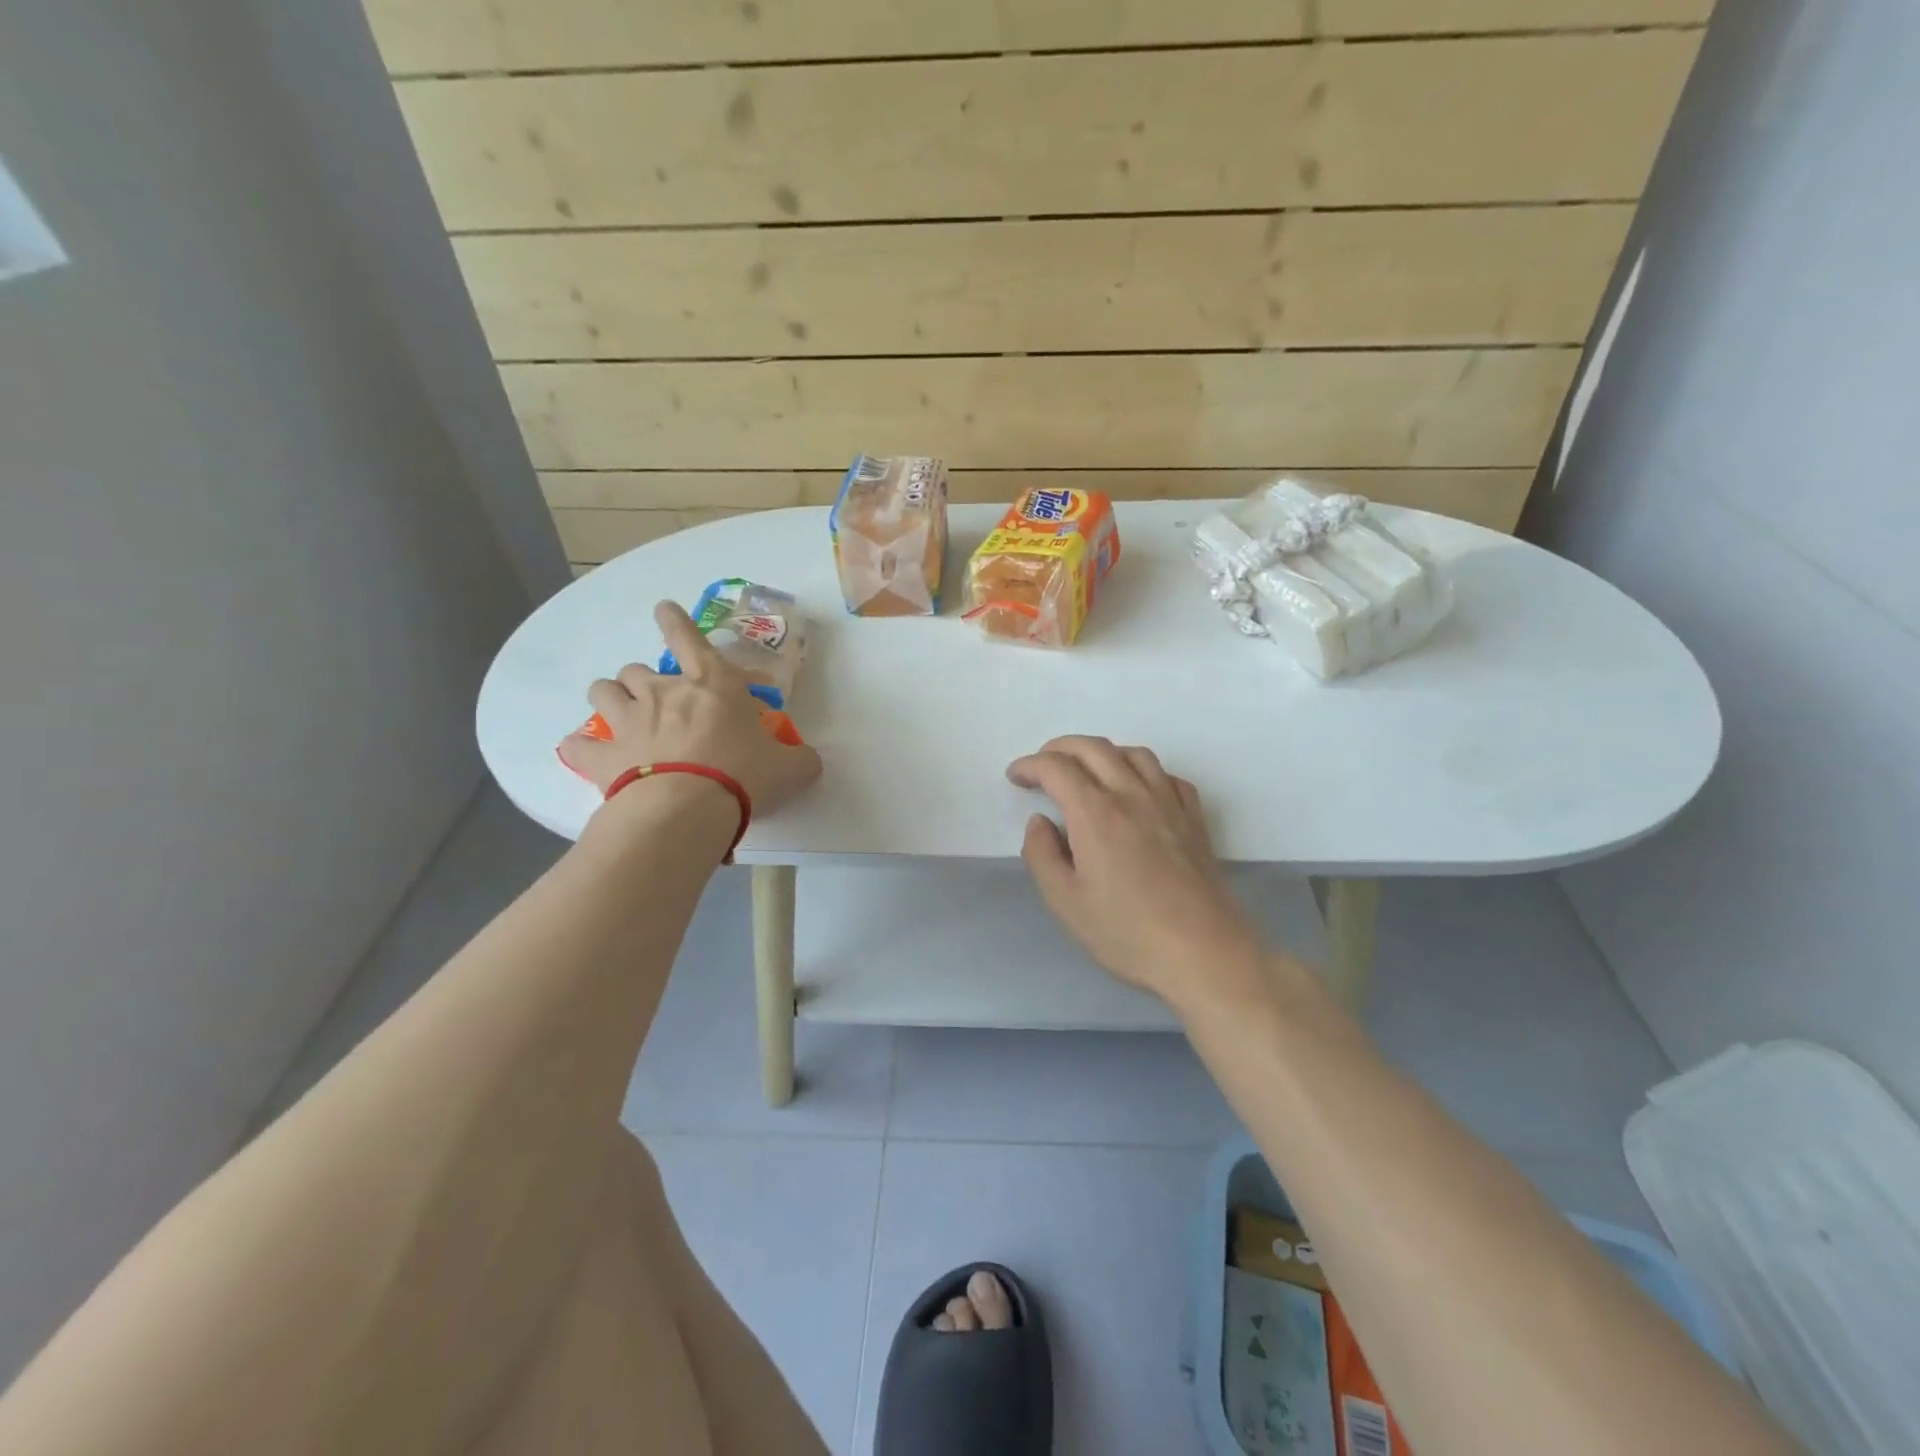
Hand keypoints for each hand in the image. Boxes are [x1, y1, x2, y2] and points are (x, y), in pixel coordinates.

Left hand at [559, 601, 822, 814]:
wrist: (688, 810)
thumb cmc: (743, 776)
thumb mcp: (789, 768)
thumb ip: (800, 759)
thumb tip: (808, 760)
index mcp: (711, 685)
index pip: (688, 638)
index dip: (675, 621)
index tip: (663, 609)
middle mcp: (663, 693)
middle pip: (637, 669)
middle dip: (644, 680)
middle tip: (659, 701)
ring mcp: (628, 722)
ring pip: (603, 691)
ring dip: (612, 698)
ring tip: (623, 716)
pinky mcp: (603, 757)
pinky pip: (579, 745)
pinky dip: (583, 749)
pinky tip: (587, 755)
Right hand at [1008, 736, 1261, 1007]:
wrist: (1204, 954)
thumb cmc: (1128, 933)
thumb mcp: (1066, 903)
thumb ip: (1042, 855)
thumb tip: (1040, 822)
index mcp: (1095, 813)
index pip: (1056, 768)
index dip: (1029, 766)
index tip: (1015, 776)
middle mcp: (1132, 795)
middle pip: (1093, 748)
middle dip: (1060, 748)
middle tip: (1041, 765)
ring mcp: (1168, 803)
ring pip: (1133, 753)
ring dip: (1101, 752)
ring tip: (1086, 770)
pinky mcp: (1193, 819)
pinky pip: (1165, 775)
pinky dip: (1142, 770)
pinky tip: (1136, 790)